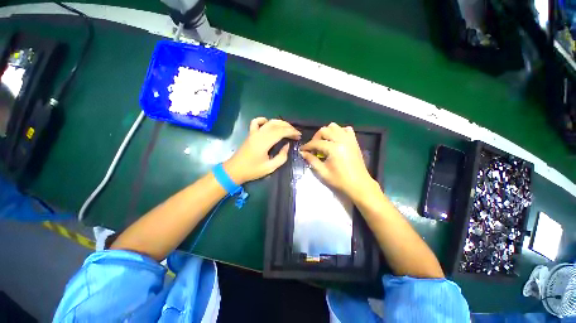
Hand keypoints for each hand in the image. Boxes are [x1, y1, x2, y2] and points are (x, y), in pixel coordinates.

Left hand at [223, 117, 300, 183]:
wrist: (234, 170)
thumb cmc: (252, 170)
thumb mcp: (270, 167)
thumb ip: (281, 156)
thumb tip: (287, 145)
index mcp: (264, 143)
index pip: (281, 132)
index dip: (291, 132)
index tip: (299, 135)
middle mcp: (259, 134)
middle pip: (276, 125)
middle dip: (288, 127)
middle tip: (296, 133)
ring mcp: (253, 133)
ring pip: (269, 122)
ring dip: (280, 123)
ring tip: (288, 128)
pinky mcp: (250, 134)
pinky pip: (256, 122)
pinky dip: (263, 120)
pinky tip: (268, 122)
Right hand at [300, 122, 374, 199]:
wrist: (359, 186)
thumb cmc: (340, 181)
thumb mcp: (323, 172)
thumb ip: (311, 160)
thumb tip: (302, 153)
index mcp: (334, 149)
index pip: (316, 143)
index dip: (307, 146)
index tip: (302, 150)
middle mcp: (342, 140)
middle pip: (324, 130)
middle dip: (316, 138)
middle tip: (313, 148)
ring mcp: (349, 140)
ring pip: (335, 127)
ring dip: (326, 133)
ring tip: (323, 143)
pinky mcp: (354, 142)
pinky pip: (346, 130)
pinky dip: (339, 132)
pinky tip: (335, 140)